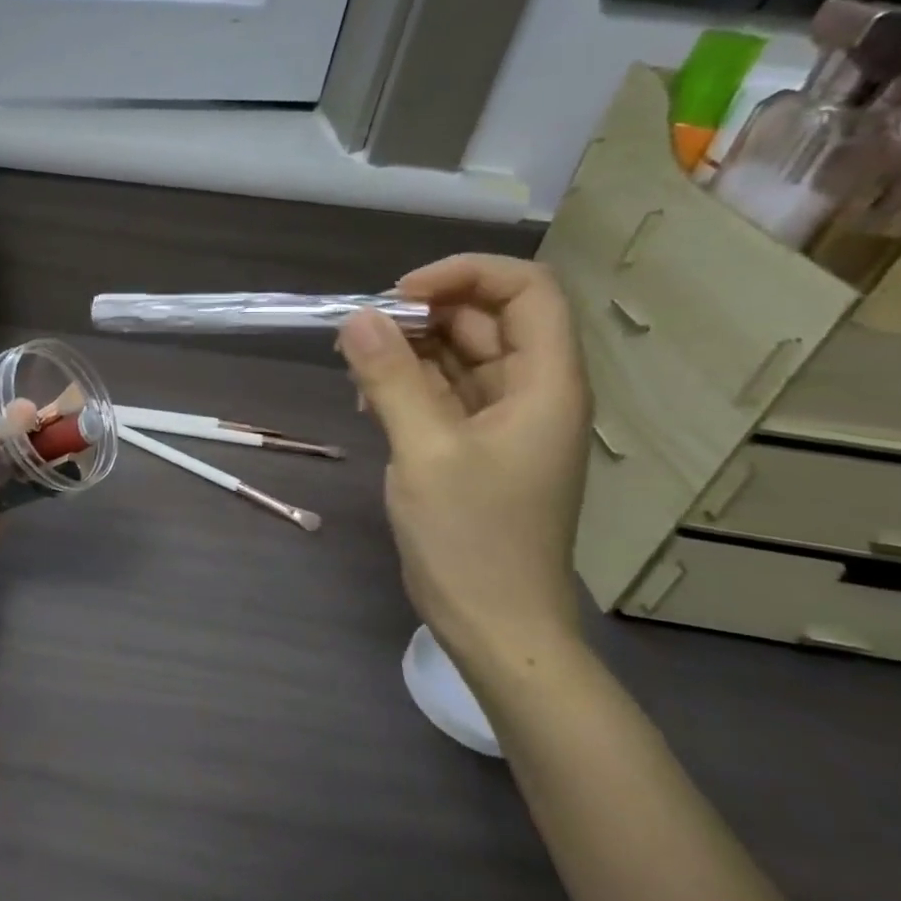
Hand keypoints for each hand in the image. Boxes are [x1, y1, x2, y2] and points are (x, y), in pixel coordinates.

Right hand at [339, 255, 591, 681]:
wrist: (495, 624)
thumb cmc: (473, 538)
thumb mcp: (426, 451)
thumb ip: (391, 378)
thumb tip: (356, 317)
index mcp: (546, 383)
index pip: (525, 291)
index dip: (466, 276)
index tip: (399, 295)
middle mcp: (531, 391)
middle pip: (485, 319)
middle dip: (422, 314)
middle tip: (359, 333)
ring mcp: (502, 419)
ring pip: (458, 354)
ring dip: (407, 350)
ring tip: (354, 367)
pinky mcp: (474, 443)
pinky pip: (441, 390)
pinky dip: (404, 383)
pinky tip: (365, 398)